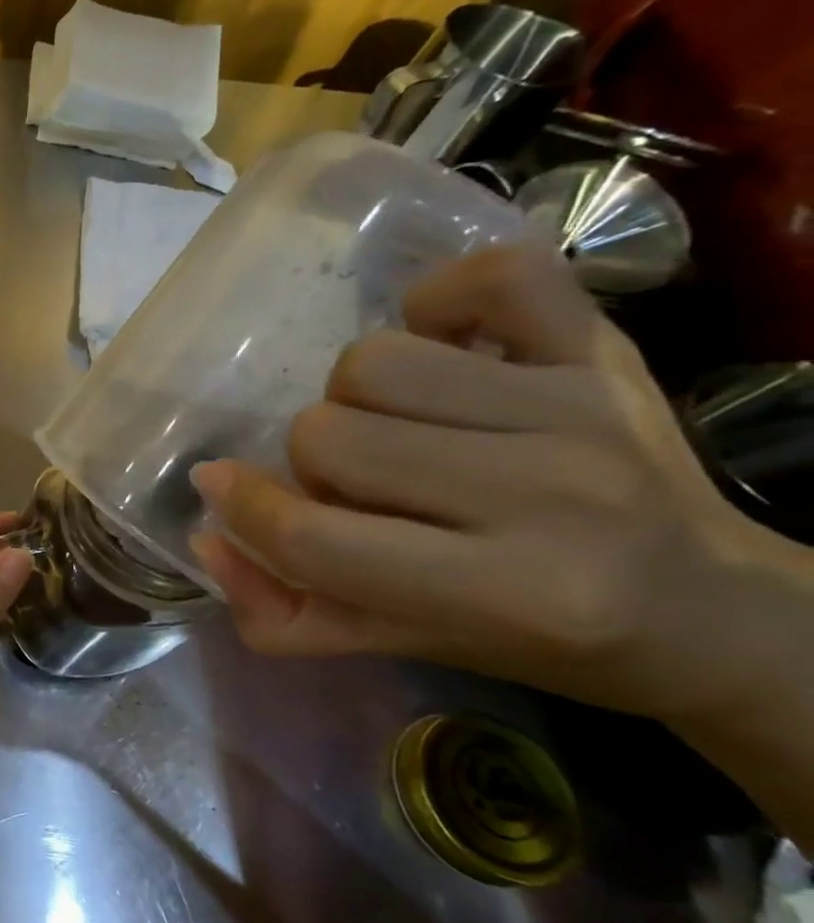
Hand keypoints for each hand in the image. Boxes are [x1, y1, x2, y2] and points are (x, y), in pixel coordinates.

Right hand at [190, 245, 811, 728]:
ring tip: (398, 428)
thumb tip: (204, 537)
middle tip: (358, 488)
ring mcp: (581, 407)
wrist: (716, 609)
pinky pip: (487, 276)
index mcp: (509, 592)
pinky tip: (445, 344)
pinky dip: (439, 300)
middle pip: (328, 435)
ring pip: (373, 362)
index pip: (314, 536)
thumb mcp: (403, 645)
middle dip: (315, 466)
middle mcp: (552, 494)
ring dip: (357, 399)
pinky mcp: (606, 349)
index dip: (245, 510)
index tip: (219, 488)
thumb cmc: (542, 639)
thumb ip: (286, 609)